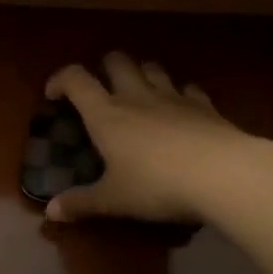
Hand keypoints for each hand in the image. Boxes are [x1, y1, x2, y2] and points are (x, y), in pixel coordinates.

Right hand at [42, 53, 263, 223]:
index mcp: (106, 114)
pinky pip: (188, 88)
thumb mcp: (114, 200)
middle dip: (104, 68)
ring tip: (140, 93)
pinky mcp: (204, 105)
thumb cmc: (157, 185)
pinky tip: (182, 108)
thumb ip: (82, 203)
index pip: (76, 79)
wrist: (222, 173)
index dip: (60, 79)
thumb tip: (50, 212)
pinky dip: (180, 93)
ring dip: (142, 74)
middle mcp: (136, 96)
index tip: (54, 94)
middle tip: (102, 89)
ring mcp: (173, 96)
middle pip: (116, 61)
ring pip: (152, 68)